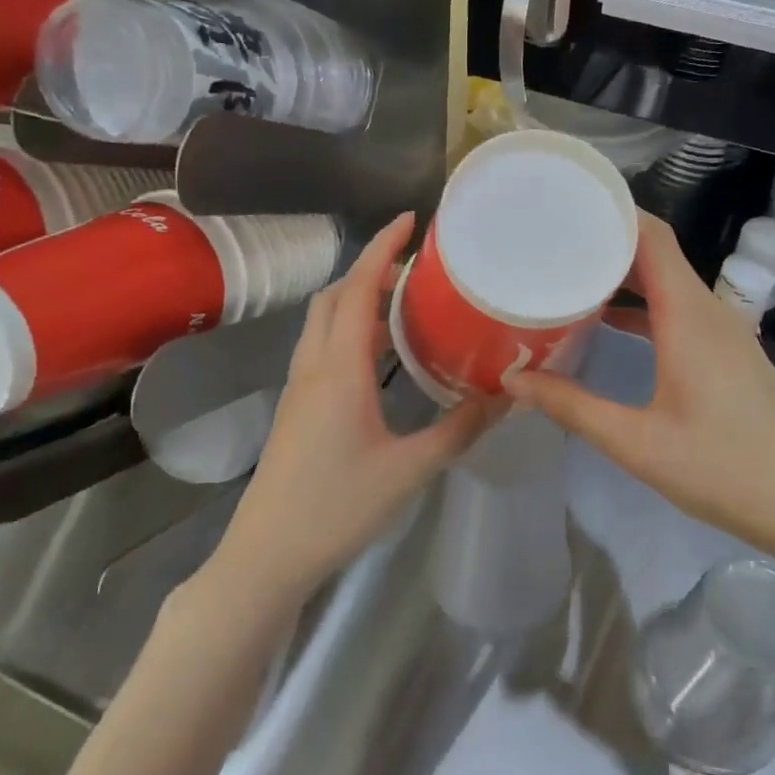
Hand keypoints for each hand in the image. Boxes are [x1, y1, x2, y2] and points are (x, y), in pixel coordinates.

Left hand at [210, 213, 505, 608]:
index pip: (359, 288)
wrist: (269, 553)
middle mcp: (314, 365)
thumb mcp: (410, 469)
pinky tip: (379, 356)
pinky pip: (322, 347)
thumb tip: (505, 397)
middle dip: (371, 269)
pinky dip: (349, 330)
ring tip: (405, 305)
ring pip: (324, 321)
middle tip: (416, 270)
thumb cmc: (338, 507)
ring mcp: (299, 386)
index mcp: (340, 368)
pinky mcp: (297, 406)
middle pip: (336, 296)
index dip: (382, 247)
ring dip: (358, 300)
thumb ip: (460, 429)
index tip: (410, 220)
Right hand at [505, 213, 774, 563]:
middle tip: (551, 241)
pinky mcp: (729, 352)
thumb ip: (572, 406)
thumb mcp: (636, 442)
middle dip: (607, 241)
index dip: (613, 212)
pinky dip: (645, 304)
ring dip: (625, 273)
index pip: (653, 237)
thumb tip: (514, 379)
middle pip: (658, 253)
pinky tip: (611, 323)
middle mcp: (710, 311)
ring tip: (571, 274)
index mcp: (689, 316)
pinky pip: (681, 308)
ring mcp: (725, 331)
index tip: (564, 205)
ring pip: (670, 281)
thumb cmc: (722, 468)